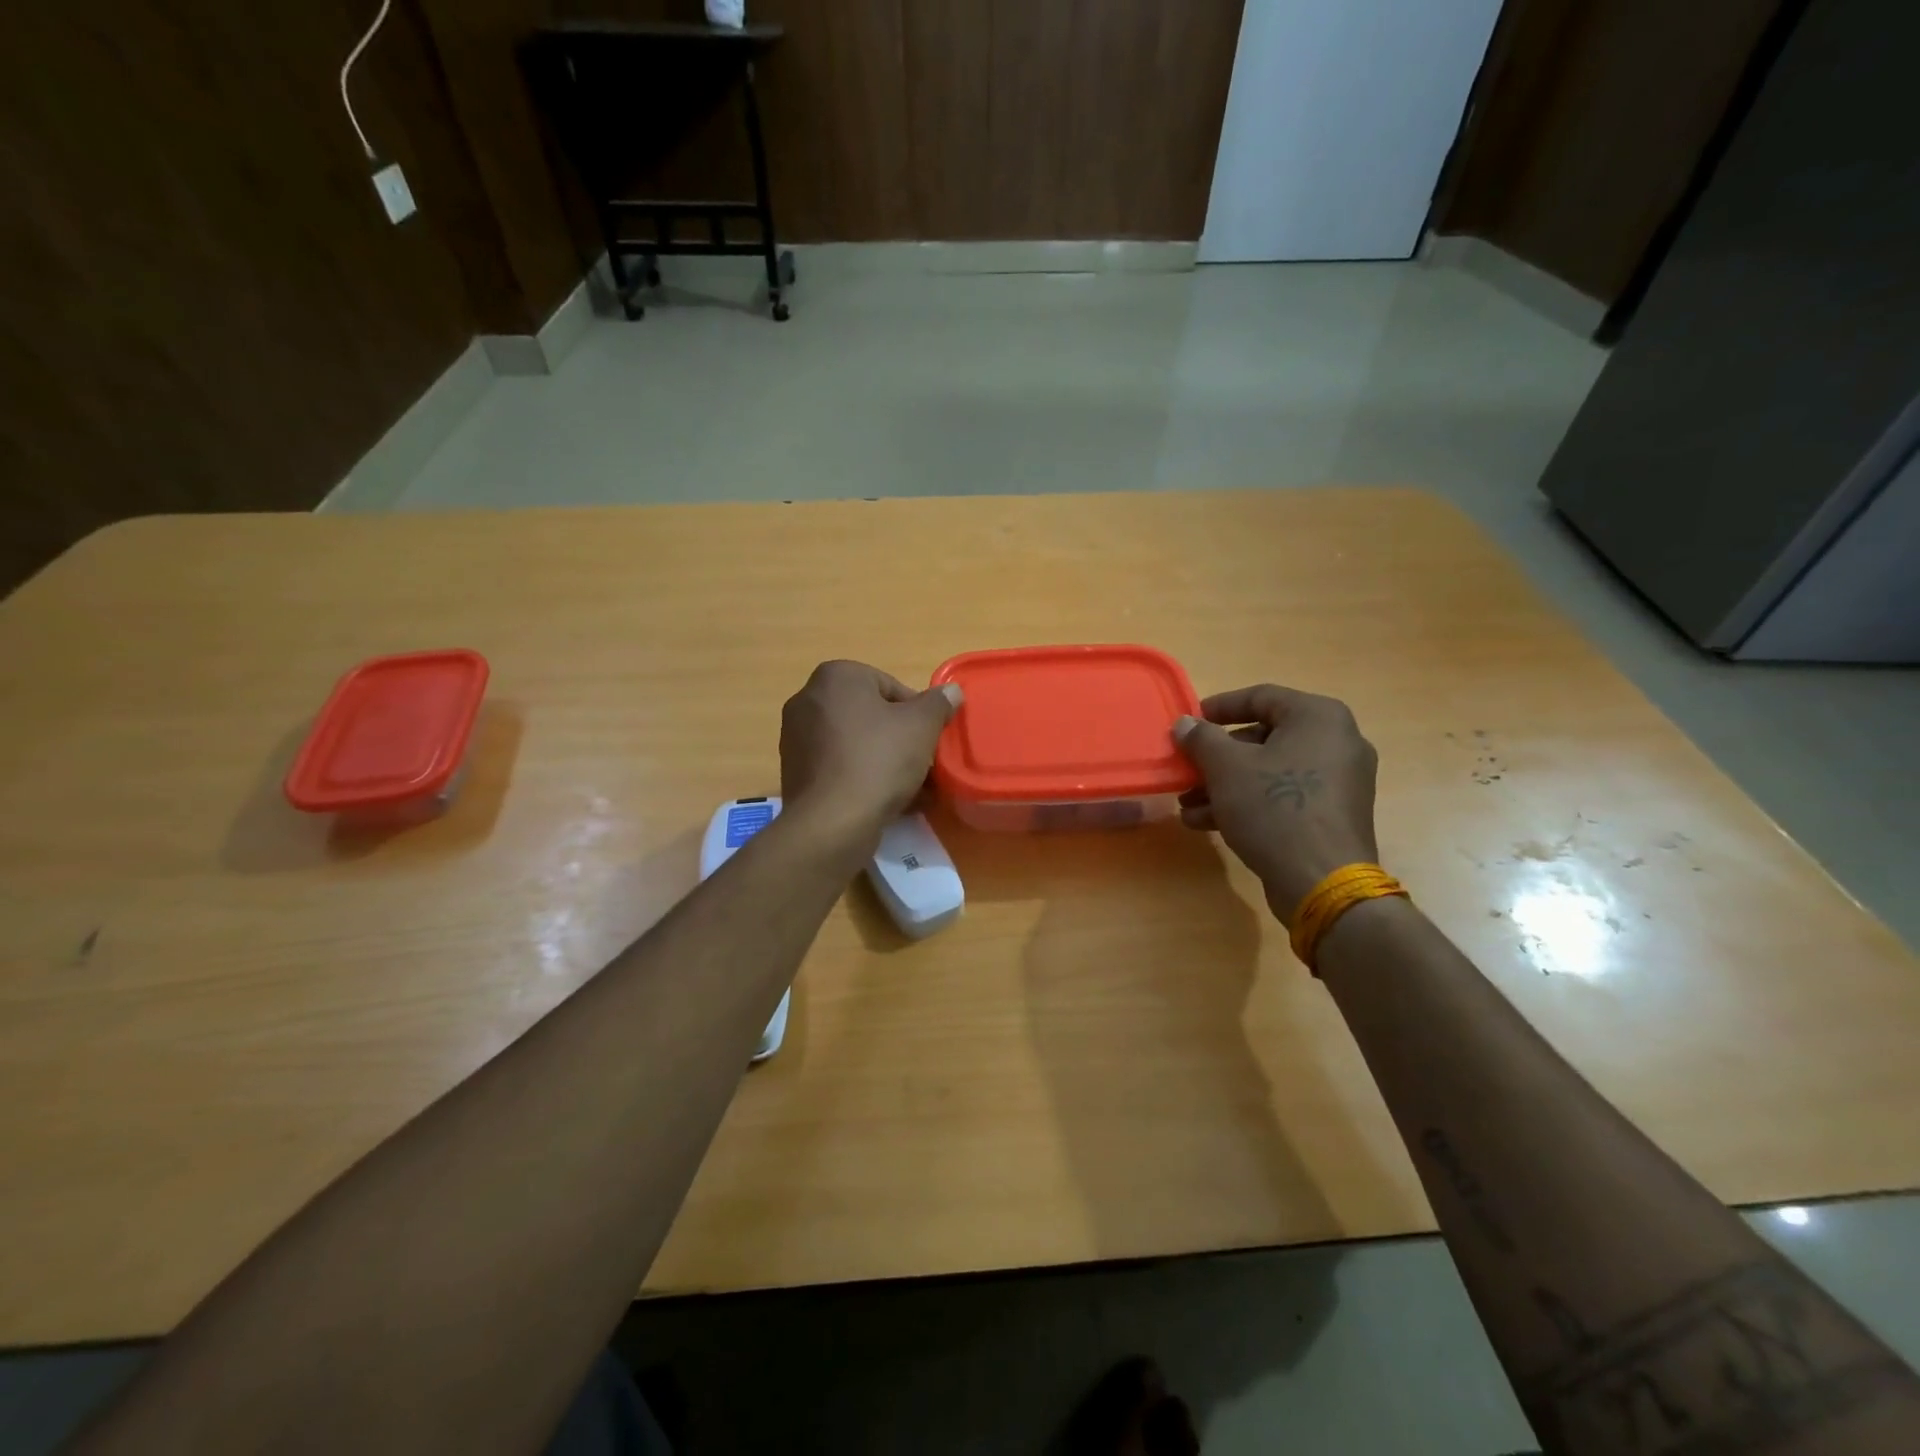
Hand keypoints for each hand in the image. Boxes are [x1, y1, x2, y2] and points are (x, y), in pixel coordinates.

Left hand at [779, 661, 960, 843]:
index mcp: (836, 677)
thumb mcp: (922, 726)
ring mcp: (796, 738)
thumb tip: (951, 691)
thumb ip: (939, 703)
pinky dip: (862, 778)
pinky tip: (886, 802)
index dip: (917, 713)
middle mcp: (808, 699)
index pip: (890, 685)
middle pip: (870, 715)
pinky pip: (838, 767)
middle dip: (899, 738)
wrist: (831, 822)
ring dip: (884, 761)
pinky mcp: (795, 772)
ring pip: (855, 743)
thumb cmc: (878, 760)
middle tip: (923, 763)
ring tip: (911, 789)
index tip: (930, 739)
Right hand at [1172, 685, 1379, 923]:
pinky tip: (1207, 823)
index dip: (1219, 707)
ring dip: (1225, 784)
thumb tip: (1185, 724)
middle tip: (1187, 768)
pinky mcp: (1332, 815)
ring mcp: (1338, 781)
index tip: (1189, 722)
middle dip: (1217, 757)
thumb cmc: (1274, 807)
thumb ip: (1202, 739)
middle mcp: (1336, 742)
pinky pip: (1284, 796)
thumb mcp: (1226, 768)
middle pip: (1263, 737)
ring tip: (1188, 804)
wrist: (1322, 881)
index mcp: (1318, 717)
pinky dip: (1248, 803)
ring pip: (1270, 771)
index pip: (1261, 697)